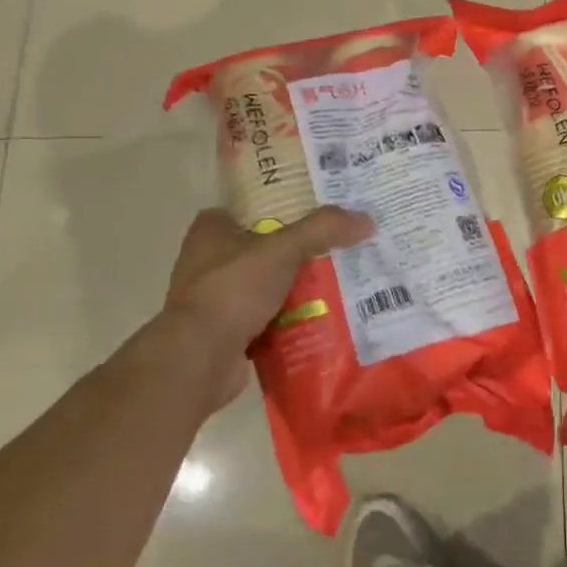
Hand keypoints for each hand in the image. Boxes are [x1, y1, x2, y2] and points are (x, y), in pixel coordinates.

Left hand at [150, 205, 373, 410]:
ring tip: (340, 284)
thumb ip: (323, 230)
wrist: (200, 359)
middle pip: (264, 249)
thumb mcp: (283, 249)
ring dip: (297, 289)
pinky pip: (268, 319)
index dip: (281, 208)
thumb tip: (366, 220)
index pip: (249, 209)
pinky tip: (323, 319)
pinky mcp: (226, 333)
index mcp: (211, 232)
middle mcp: (208, 262)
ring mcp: (216, 300)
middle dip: (297, 252)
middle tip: (338, 248)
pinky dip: (291, 320)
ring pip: (268, 286)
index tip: (315, 213)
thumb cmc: (233, 290)